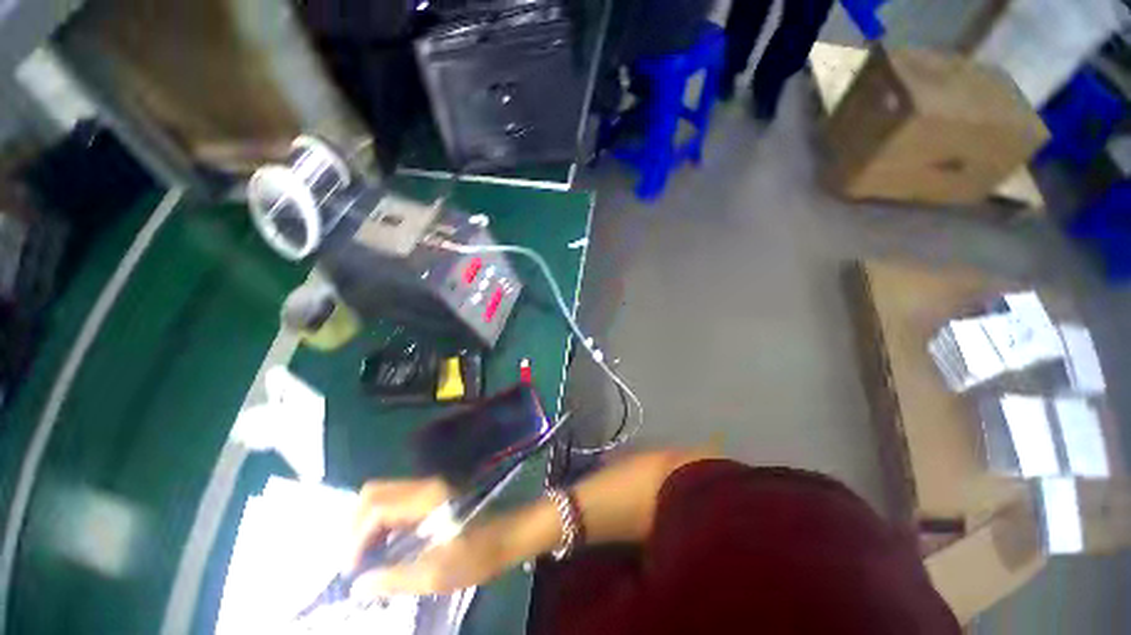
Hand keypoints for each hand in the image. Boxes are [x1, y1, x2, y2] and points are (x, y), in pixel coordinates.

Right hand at [349, 479, 507, 596]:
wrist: (510, 534)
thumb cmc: (478, 554)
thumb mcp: (438, 574)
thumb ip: (395, 579)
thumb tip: (359, 585)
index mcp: (426, 499)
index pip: (375, 509)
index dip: (356, 540)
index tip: (351, 572)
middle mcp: (424, 486)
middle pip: (374, 493)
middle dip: (355, 526)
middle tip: (354, 560)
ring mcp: (429, 488)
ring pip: (383, 496)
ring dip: (367, 524)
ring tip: (365, 558)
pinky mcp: (432, 495)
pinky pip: (396, 502)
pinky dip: (381, 522)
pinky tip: (384, 547)